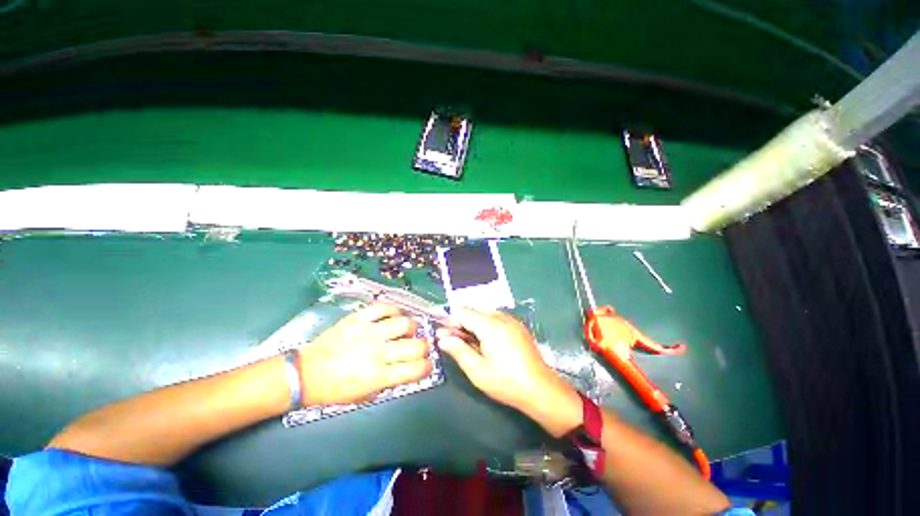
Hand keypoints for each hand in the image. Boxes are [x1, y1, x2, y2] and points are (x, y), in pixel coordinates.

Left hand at [298, 303, 431, 404]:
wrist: (305, 374)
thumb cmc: (334, 390)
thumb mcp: (364, 395)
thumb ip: (389, 382)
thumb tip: (407, 369)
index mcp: (377, 376)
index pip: (415, 369)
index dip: (427, 366)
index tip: (427, 364)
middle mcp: (377, 353)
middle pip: (415, 346)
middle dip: (424, 347)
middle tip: (420, 346)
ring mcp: (368, 332)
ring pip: (404, 323)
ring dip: (411, 327)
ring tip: (408, 330)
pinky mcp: (357, 319)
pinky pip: (383, 308)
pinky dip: (393, 310)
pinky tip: (394, 316)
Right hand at [437, 308, 577, 418]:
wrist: (541, 389)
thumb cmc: (506, 382)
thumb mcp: (477, 371)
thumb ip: (458, 351)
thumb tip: (442, 339)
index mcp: (490, 326)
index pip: (463, 311)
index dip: (450, 320)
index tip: (444, 334)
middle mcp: (501, 317)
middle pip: (474, 311)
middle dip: (461, 323)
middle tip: (453, 342)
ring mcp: (512, 320)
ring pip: (484, 314)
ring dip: (473, 325)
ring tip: (469, 344)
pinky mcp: (518, 326)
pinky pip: (496, 319)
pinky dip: (485, 326)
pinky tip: (485, 343)